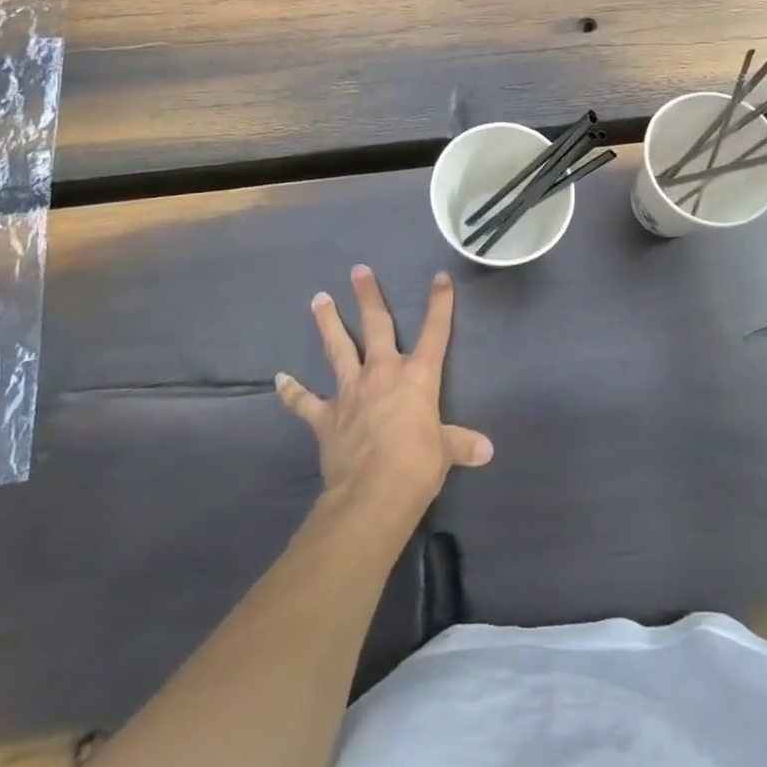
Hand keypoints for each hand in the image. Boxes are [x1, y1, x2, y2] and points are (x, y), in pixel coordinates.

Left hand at [276, 265, 493, 521]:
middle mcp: (382, 373)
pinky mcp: (326, 416)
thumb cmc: (417, 467)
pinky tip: (279, 379)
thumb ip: (461, 444)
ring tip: (319, 298)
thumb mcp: (445, 453)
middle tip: (358, 270)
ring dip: (328, 323)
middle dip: (368, 296)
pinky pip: (304, 402)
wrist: (372, 495)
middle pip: (376, 326)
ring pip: (337, 348)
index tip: (440, 277)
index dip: (440, 303)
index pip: (435, 332)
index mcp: (417, 377)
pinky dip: (292, 391)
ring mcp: (350, 392)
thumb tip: (487, 450)